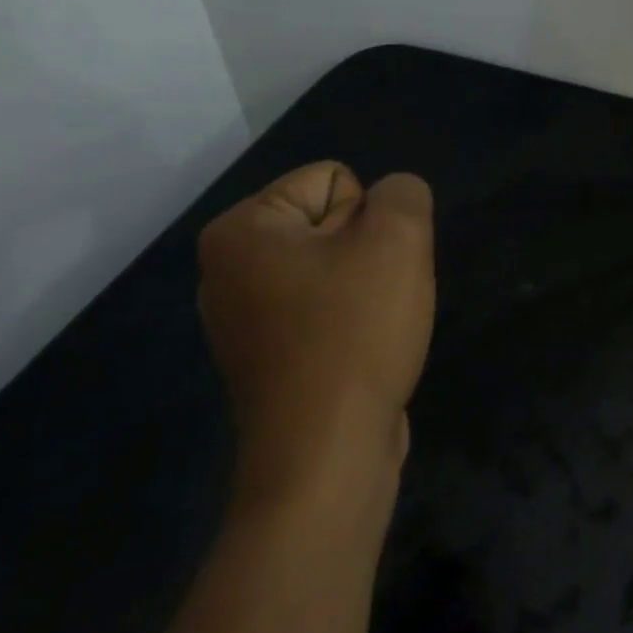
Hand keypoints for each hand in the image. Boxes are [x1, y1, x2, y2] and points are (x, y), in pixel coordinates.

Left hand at [198, 163, 435, 500]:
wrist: (327, 452)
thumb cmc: (355, 333)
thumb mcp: (399, 240)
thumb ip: (404, 195)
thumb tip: (396, 198)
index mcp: (241, 230)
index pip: (335, 180)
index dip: (371, 218)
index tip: (369, 267)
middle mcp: (228, 268)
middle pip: (333, 223)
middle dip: (369, 253)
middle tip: (376, 299)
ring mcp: (243, 318)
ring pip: (336, 269)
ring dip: (368, 288)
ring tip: (372, 327)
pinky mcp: (267, 357)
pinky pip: (324, 311)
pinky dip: (352, 323)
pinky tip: (359, 353)